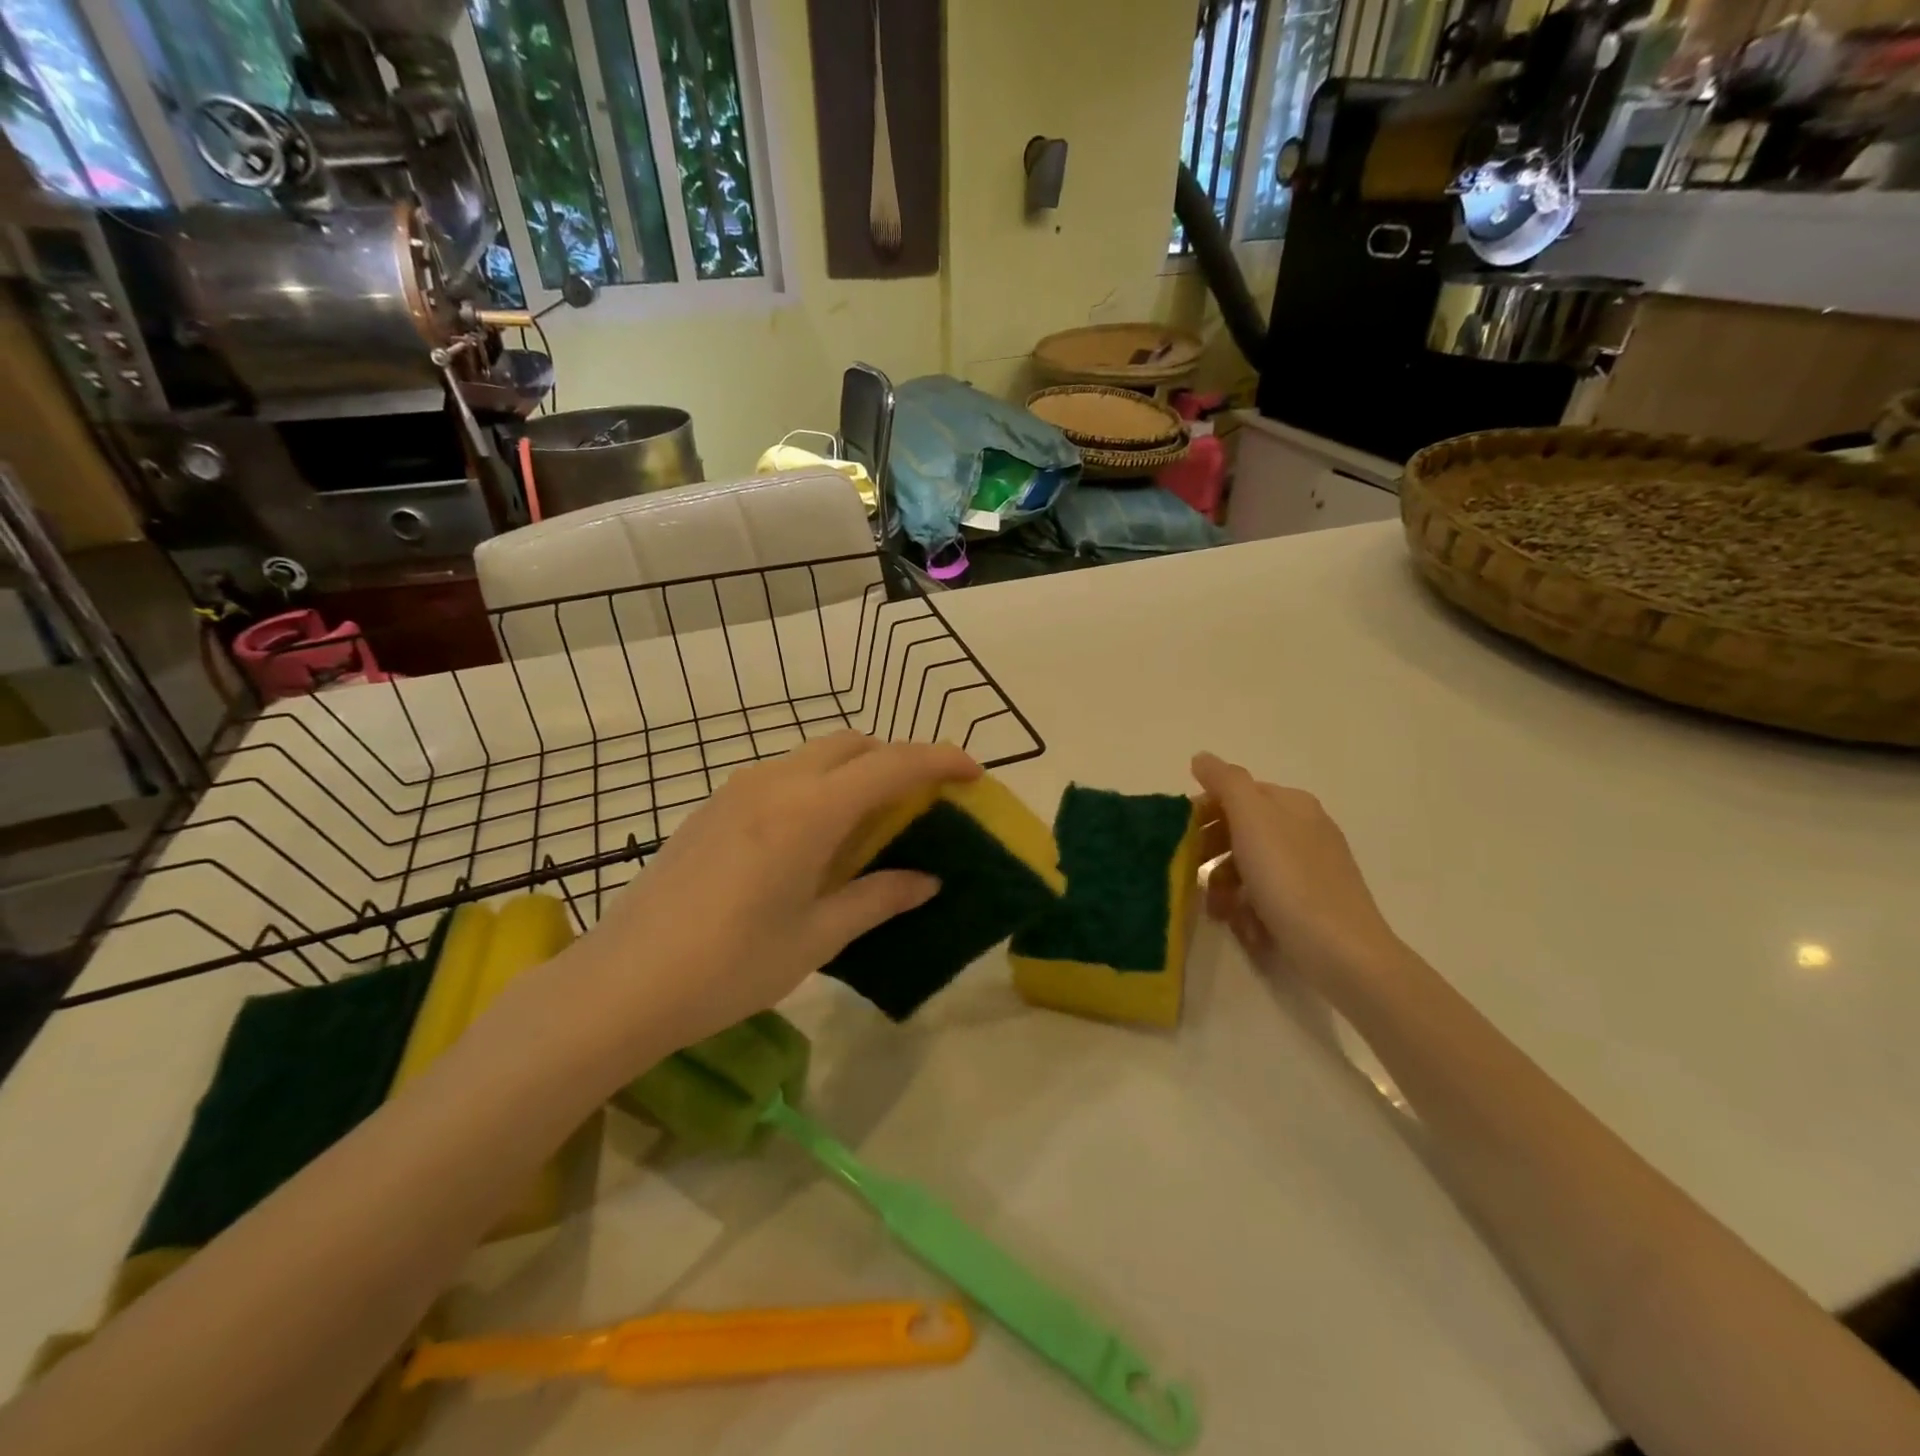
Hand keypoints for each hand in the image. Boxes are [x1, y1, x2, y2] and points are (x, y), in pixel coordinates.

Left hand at [570, 732, 979, 1055]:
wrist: (621, 983)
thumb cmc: (729, 966)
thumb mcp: (816, 937)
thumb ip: (877, 898)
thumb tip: (926, 880)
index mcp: (809, 810)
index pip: (892, 765)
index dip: (940, 760)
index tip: (973, 772)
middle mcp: (775, 782)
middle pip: (853, 744)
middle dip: (896, 760)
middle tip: (922, 803)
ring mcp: (737, 790)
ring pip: (815, 755)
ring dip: (855, 771)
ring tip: (871, 821)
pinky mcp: (712, 807)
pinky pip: (783, 775)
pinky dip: (818, 786)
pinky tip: (814, 837)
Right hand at [1191, 752, 1402, 985]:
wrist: (1342, 953)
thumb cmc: (1290, 880)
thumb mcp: (1253, 819)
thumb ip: (1226, 782)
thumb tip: (1202, 757)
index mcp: (1292, 804)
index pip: (1237, 793)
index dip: (1204, 810)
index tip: (1178, 835)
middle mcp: (1303, 830)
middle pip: (1240, 831)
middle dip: (1210, 852)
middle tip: (1188, 873)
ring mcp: (1309, 870)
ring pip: (1249, 867)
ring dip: (1223, 886)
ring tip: (1216, 911)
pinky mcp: (1309, 906)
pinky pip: (1265, 898)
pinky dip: (1248, 910)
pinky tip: (1244, 928)